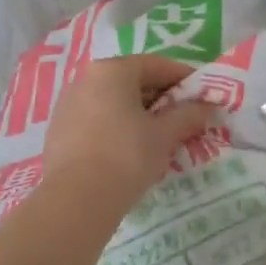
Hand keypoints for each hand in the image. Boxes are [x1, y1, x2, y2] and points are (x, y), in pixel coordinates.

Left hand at [41, 56, 217, 216]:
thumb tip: (206, 106)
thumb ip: (188, 115)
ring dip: (138, 115)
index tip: (203, 97)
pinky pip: (96, 121)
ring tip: (159, 140)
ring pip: (113, 103)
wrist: (75, 199)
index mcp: (112, 70)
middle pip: (132, 82)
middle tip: (184, 121)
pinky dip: (117, 129)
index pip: (157, 65)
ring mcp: (68, 104)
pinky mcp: (59, 131)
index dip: (185, 79)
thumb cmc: (126, 157)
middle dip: (162, 99)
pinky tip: (129, 152)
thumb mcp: (164, 136)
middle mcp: (85, 79)